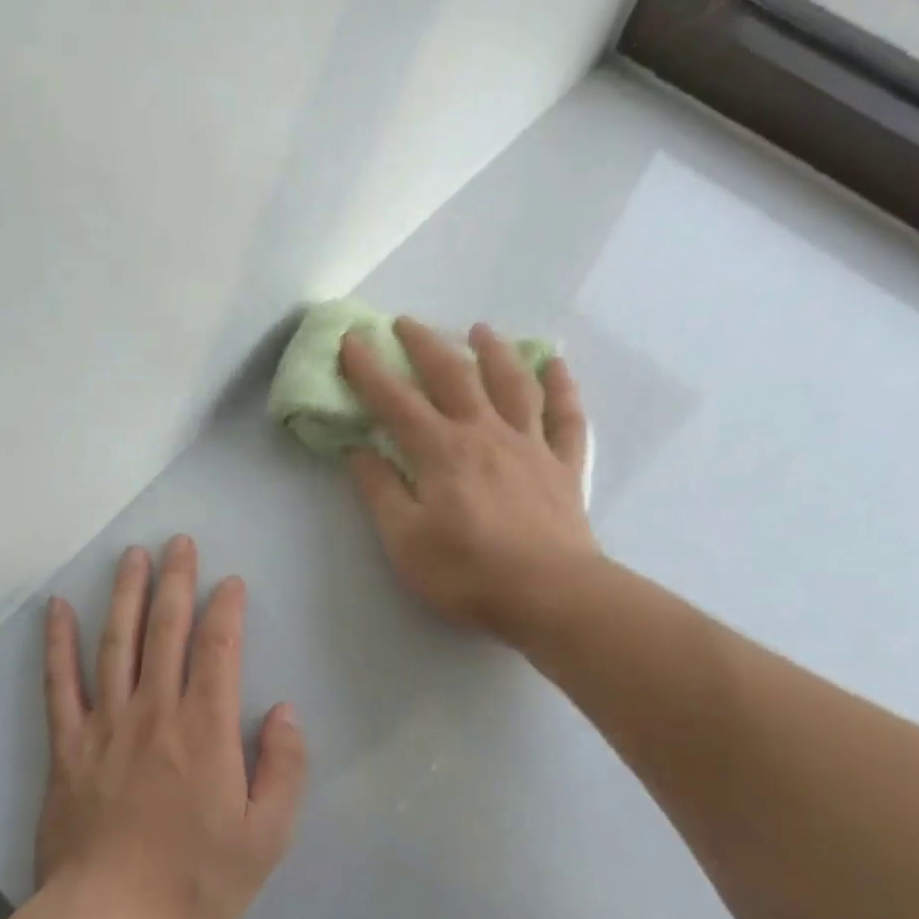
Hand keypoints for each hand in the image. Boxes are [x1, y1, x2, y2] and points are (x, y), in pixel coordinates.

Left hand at [36, 537, 307, 918]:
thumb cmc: (194, 882)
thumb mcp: (266, 837)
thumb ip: (284, 768)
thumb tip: (285, 711)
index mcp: (206, 731)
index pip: (218, 649)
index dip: (226, 609)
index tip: (231, 582)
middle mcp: (154, 712)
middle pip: (165, 630)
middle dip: (176, 581)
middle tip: (178, 543)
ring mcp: (105, 725)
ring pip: (115, 643)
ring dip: (124, 594)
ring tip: (131, 556)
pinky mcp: (67, 746)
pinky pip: (60, 683)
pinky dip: (58, 643)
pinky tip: (57, 609)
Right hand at [341, 317, 597, 645]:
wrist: (550, 594)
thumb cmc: (467, 573)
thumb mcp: (404, 540)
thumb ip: (380, 491)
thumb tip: (358, 450)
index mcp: (441, 452)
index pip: (396, 402)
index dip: (370, 371)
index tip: (352, 340)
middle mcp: (485, 434)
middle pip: (453, 377)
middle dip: (425, 345)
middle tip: (405, 323)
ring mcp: (530, 445)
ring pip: (512, 383)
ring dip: (494, 351)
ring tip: (480, 330)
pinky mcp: (564, 465)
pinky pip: (566, 415)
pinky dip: (561, 386)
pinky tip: (556, 365)